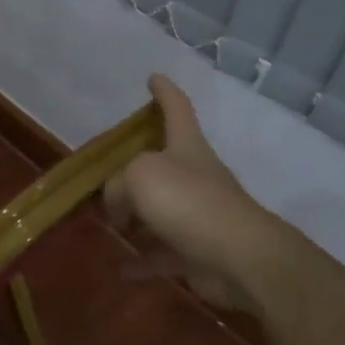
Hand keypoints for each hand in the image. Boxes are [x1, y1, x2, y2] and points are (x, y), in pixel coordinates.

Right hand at [104, 75, 275, 312]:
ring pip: (159, 208)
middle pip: (163, 160)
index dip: (164, 91)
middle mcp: (194, 174)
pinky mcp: (197, 249)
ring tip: (108, 220)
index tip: (154, 77)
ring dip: (135, 215)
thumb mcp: (138, 176)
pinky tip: (121, 266)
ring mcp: (197, 213)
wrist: (237, 257)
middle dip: (136, 163)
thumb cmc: (187, 201)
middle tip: (107, 171)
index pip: (176, 107)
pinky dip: (142, 258)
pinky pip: (162, 251)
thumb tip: (118, 209)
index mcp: (186, 146)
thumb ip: (117, 185)